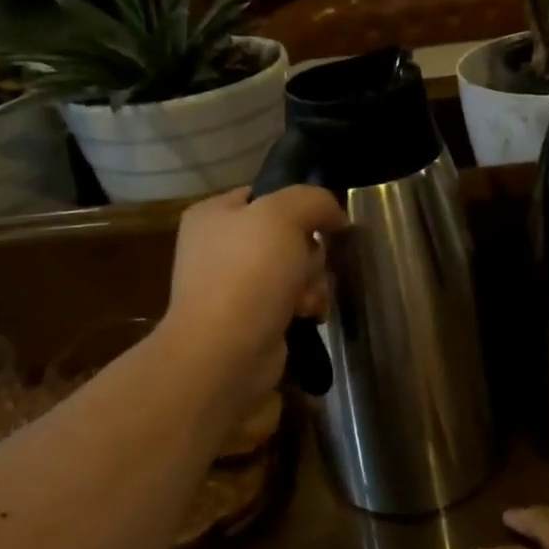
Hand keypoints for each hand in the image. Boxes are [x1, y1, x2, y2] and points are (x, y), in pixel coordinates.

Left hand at [160, 186, 346, 406]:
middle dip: (309, 253)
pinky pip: (291, 302)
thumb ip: (314, 200)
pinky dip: (305, 307)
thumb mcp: (284, 215)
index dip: (300, 206)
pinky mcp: (251, 320)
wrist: (226, 353)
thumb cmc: (249, 274)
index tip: (325, 222)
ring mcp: (233, 287)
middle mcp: (219, 248)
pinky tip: (307, 316)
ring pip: (295, 270)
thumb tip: (335, 216)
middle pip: (288, 236)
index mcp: (213, 215)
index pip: (266, 195)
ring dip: (312, 282)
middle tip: (306, 267)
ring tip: (307, 300)